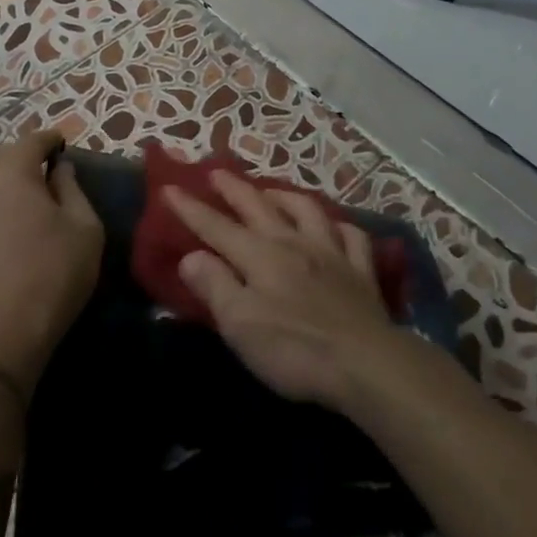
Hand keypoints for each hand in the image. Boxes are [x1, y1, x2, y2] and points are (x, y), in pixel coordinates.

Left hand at [0, 130, 102, 400]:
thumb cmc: (52, 275)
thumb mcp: (84, 228)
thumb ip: (72, 188)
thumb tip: (59, 170)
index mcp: (8, 172)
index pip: (32, 140)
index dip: (51, 141)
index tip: (65, 147)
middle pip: (2, 159)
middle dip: (25, 162)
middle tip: (49, 178)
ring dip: (4, 187)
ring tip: (26, 207)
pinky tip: (4, 233)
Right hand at [162, 171, 399, 408]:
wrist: (366, 364)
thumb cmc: (294, 348)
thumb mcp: (240, 324)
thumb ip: (215, 286)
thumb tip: (191, 257)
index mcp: (260, 256)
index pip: (217, 227)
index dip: (191, 208)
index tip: (169, 189)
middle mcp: (294, 243)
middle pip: (259, 207)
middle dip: (234, 188)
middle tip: (216, 173)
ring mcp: (332, 253)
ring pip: (307, 210)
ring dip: (284, 196)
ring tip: (270, 191)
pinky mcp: (361, 271)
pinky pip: (351, 236)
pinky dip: (339, 225)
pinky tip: (333, 226)